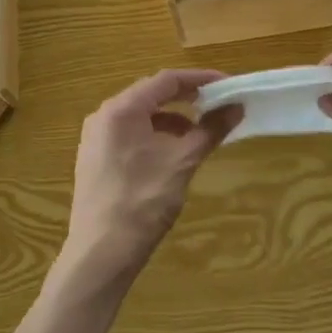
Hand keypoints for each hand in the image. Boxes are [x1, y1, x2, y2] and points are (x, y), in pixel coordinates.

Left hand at [57, 69, 240, 297]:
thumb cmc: (143, 201)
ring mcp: (95, 139)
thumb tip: (236, 108)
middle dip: (187, 99)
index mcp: (121, 109)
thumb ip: (210, 130)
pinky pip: (129, 135)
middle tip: (218, 104)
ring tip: (199, 133)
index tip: (229, 84)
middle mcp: (103, 116)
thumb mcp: (182, 162)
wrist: (101, 253)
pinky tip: (172, 154)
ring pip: (140, 117)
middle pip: (151, 95)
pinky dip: (155, 136)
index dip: (200, 79)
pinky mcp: (95, 159)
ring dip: (172, 119)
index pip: (166, 80)